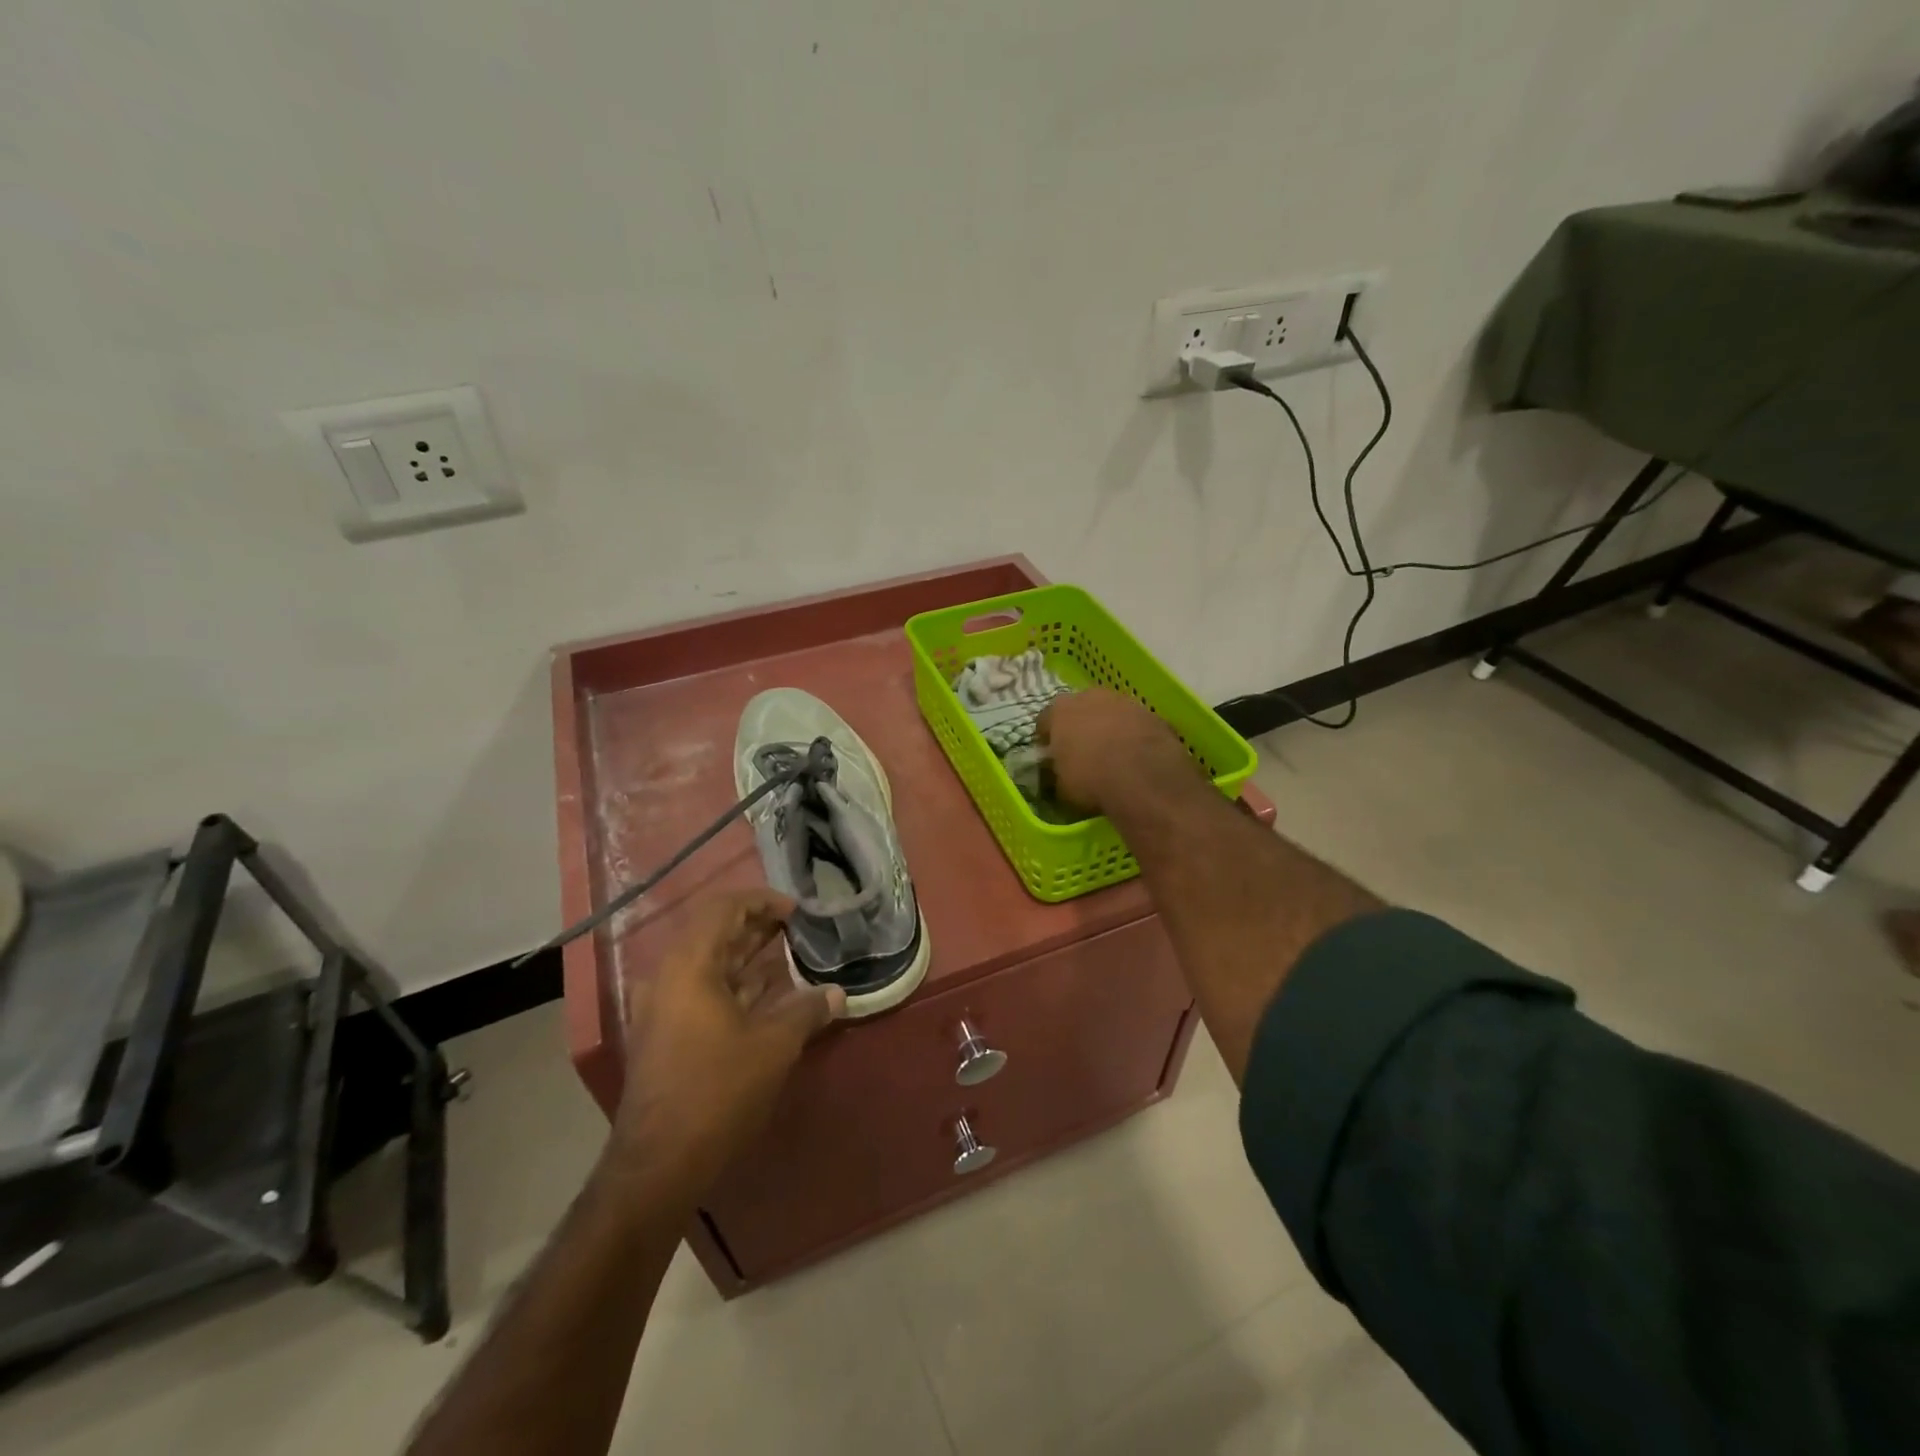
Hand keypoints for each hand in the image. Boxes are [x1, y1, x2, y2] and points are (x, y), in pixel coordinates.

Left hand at [611, 889, 843, 1190]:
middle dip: (758, 927)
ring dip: (748, 957)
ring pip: (709, 965)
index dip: (762, 901)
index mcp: (689, 966)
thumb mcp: (774, 1046)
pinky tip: (769, 996)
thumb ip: (807, 1010)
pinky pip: (703, 992)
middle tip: (798, 929)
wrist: (658, 1164)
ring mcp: (663, 1008)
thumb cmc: (717, 1091)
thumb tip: (838, 994)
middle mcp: (669, 978)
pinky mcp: (665, 1036)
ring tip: (790, 956)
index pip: (723, 908)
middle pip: (714, 933)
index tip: (797, 911)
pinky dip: (735, 985)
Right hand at [1038, 688, 1198, 814]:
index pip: (1045, 721)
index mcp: (1060, 710)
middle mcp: (1090, 696)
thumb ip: (1056, 771)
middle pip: (1079, 709)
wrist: (1144, 779)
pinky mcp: (1152, 714)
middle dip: (1080, 726)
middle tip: (1083, 752)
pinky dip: (1133, 736)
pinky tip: (1136, 758)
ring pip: (1110, 713)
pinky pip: (1135, 724)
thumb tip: (1057, 772)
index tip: (1051, 756)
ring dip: (1109, 728)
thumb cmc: (1091, 780)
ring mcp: (1124, 702)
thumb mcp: (1061, 786)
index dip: (1047, 739)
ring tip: (1113, 755)